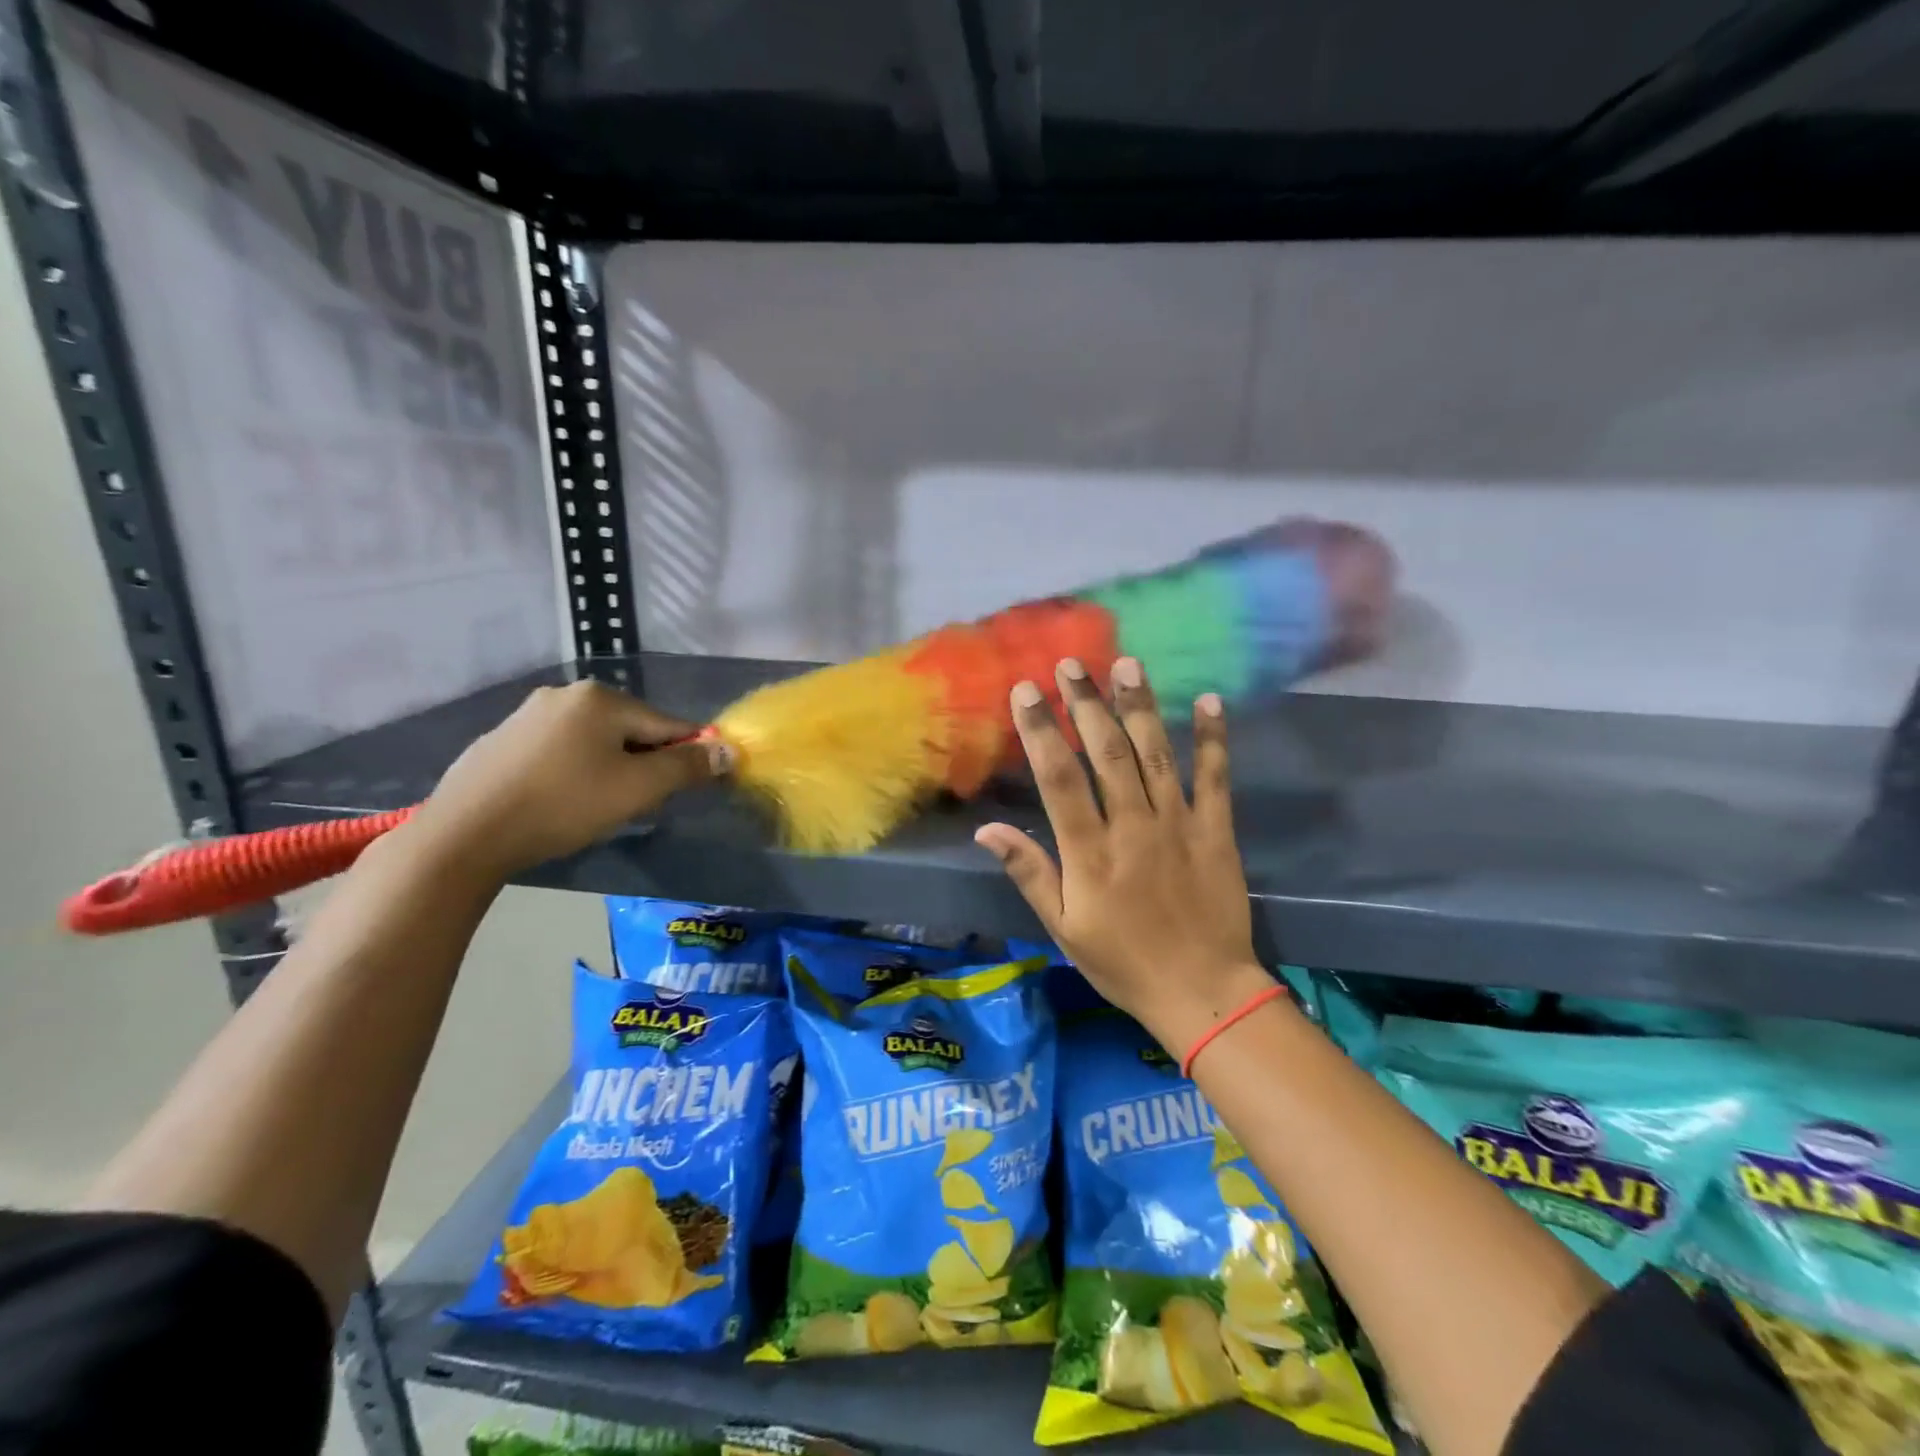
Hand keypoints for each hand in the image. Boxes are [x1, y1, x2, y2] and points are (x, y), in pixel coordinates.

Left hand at [409, 680, 721, 881]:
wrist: (464, 834)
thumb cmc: (563, 805)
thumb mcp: (637, 789)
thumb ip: (687, 767)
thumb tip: (729, 751)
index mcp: (602, 698)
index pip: (667, 725)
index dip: (685, 758)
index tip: (685, 790)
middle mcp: (565, 694)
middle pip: (630, 730)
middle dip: (643, 764)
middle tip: (635, 805)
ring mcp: (527, 714)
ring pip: (594, 741)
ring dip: (609, 768)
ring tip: (597, 807)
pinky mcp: (501, 740)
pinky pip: (559, 750)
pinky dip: (573, 771)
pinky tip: (560, 801)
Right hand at [975, 656, 1270, 1055]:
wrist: (1202, 991)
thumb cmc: (1122, 962)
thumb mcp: (1063, 928)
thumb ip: (1029, 873)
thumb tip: (986, 830)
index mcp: (1090, 852)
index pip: (1059, 778)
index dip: (1041, 730)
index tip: (1027, 691)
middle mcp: (1133, 827)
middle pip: (1107, 753)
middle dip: (1086, 704)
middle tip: (1071, 664)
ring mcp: (1179, 824)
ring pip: (1156, 754)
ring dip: (1140, 706)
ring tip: (1126, 664)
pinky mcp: (1217, 831)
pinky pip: (1215, 777)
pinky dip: (1212, 739)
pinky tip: (1207, 701)